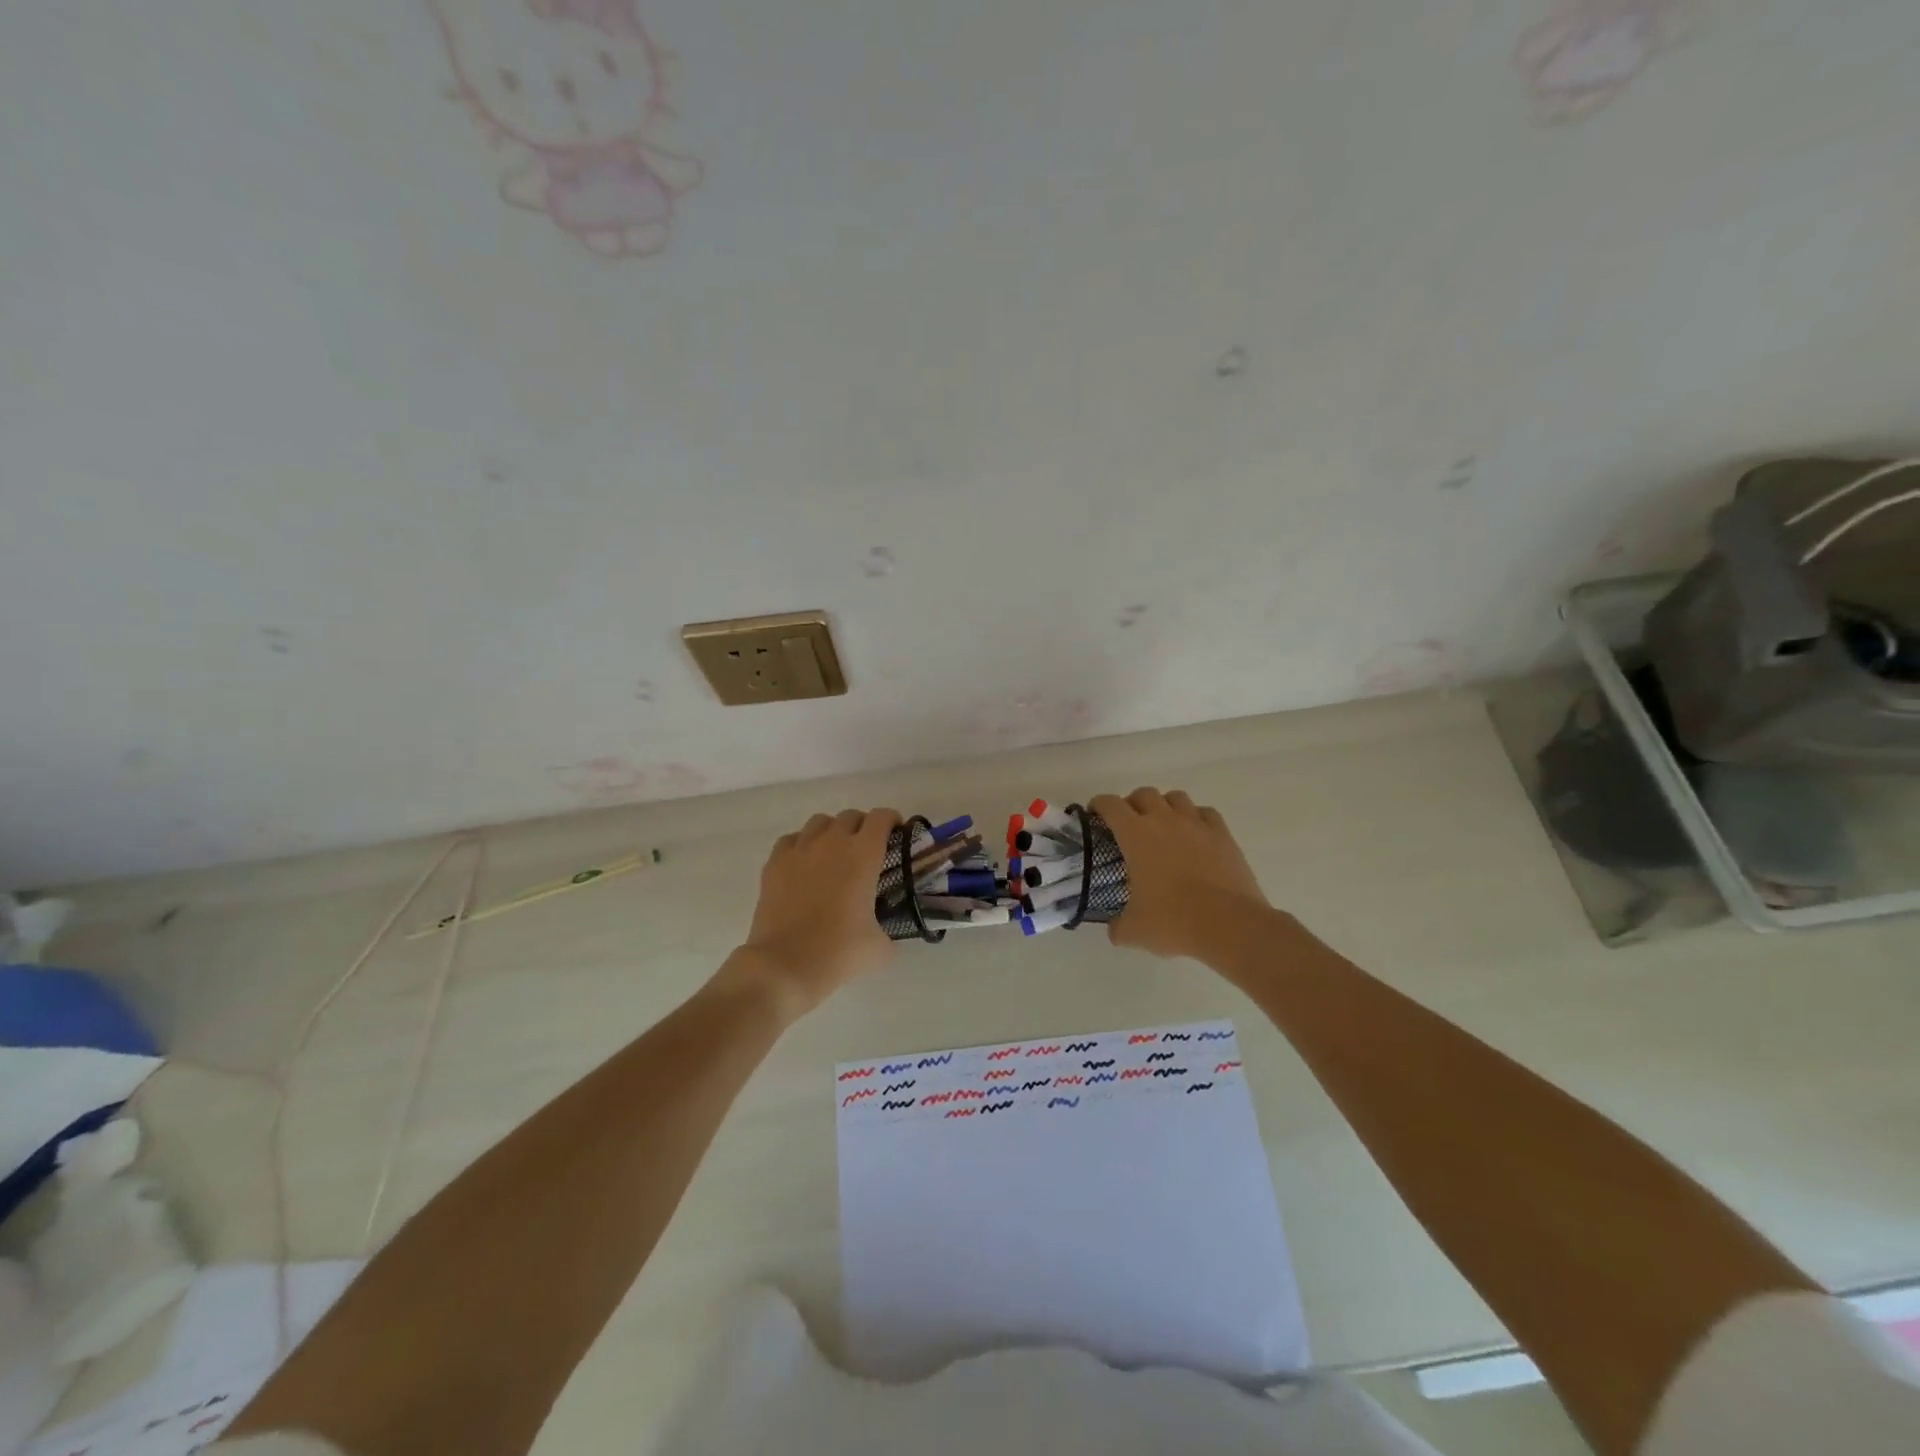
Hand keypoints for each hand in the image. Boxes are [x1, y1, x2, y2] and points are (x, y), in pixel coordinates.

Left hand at [730, 808, 900, 1014]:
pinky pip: (792, 839)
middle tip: (866, 850)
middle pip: (851, 816)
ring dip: (832, 832)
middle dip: (862, 827)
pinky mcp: (774, 863)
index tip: (896, 834)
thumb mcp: (880, 949)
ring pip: (819, 822)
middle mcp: (832, 843)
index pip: (881, 818)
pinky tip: (804, 864)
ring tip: (834, 854)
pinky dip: (802, 845)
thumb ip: (890, 934)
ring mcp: (800, 850)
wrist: (784, 966)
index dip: (891, 821)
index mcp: (863, 855)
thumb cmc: (838, 952)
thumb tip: (889, 937)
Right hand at [1089, 788, 1270, 961]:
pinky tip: (1194, 836)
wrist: (1230, 925)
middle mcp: (1165, 820)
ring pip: (1176, 797)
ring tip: (1163, 827)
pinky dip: (1195, 818)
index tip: (1095, 815)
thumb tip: (1115, 927)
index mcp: (1136, 835)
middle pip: (1144, 793)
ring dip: (1164, 806)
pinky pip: (1205, 813)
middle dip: (1132, 804)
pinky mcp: (1223, 834)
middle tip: (1129, 825)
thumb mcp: (1134, 932)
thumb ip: (1117, 926)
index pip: (1110, 805)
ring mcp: (1197, 824)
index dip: (1099, 805)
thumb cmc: (1174, 922)